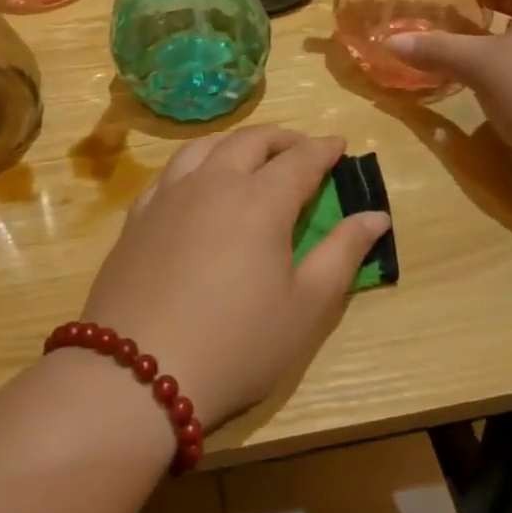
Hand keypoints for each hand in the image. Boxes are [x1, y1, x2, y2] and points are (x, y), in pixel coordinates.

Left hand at [82, 126, 390, 427]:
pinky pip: (170, 171)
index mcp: (261, 200)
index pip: (300, 159)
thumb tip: (376, 216)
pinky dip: (195, 163)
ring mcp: (169, 196)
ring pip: (205, 146)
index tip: (340, 144)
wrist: (135, 374)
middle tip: (301, 148)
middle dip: (282, 138)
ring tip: (250, 155)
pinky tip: (197, 182)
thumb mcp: (305, 307)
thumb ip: (342, 254)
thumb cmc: (236, 345)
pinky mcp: (137, 216)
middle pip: (250, 141)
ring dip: (235, 143)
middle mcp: (213, 183)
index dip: (324, 149)